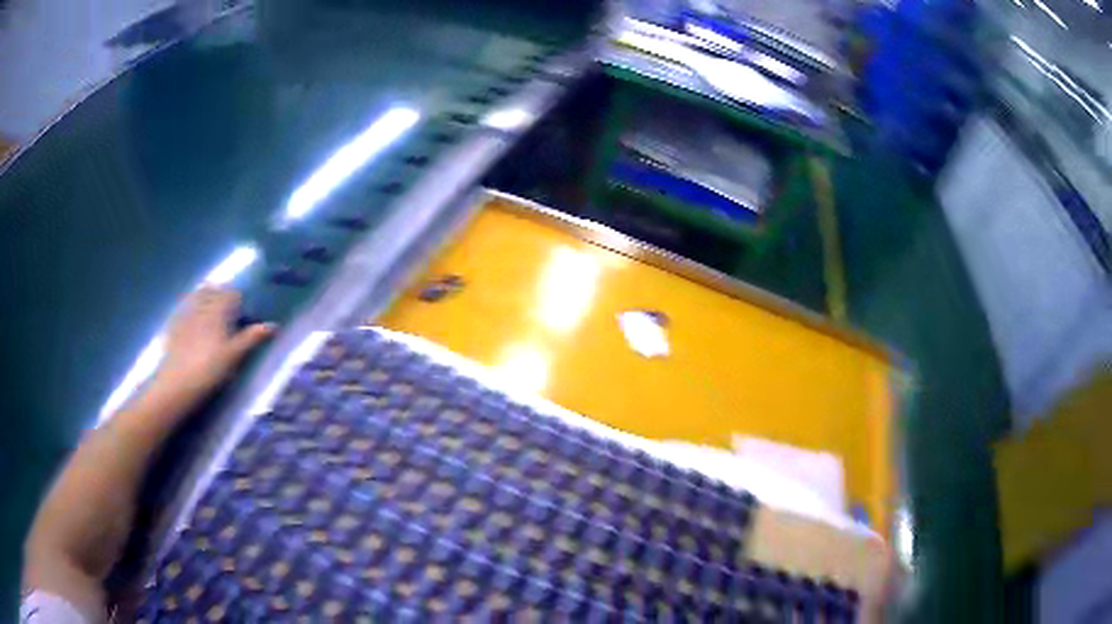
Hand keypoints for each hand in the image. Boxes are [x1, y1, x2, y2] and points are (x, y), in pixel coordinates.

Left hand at [149, 286, 275, 409]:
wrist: (178, 383)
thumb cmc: (210, 369)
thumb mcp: (234, 355)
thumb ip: (252, 338)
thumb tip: (273, 325)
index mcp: (219, 309)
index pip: (232, 293)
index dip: (240, 300)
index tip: (244, 313)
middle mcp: (202, 305)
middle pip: (213, 289)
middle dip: (221, 295)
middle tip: (227, 312)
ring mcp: (186, 313)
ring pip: (197, 296)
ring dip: (205, 298)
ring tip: (210, 313)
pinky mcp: (174, 324)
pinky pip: (183, 308)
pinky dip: (190, 310)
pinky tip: (191, 323)